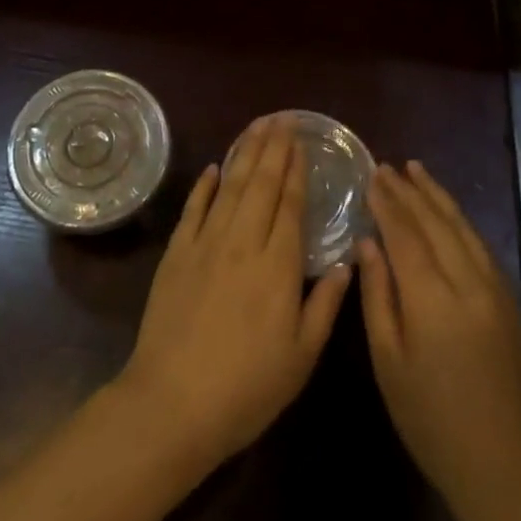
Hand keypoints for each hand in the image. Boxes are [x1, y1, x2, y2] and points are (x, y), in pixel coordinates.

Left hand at [116, 114, 354, 474]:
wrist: (174, 402)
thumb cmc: (247, 388)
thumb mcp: (301, 357)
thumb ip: (326, 305)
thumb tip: (346, 262)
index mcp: (278, 265)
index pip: (290, 204)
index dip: (296, 170)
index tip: (302, 141)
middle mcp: (243, 241)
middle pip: (262, 183)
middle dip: (274, 147)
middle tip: (283, 118)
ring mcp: (206, 243)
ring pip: (231, 186)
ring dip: (245, 152)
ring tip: (257, 126)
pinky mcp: (177, 252)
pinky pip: (194, 208)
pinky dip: (205, 184)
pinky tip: (214, 167)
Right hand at [359, 161, 520, 518]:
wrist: (499, 465)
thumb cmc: (429, 417)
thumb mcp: (388, 360)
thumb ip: (377, 295)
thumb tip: (366, 242)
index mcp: (433, 300)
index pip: (405, 235)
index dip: (387, 203)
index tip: (371, 176)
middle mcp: (467, 284)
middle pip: (435, 223)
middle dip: (409, 191)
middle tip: (387, 165)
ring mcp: (493, 290)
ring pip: (462, 228)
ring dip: (438, 197)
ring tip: (417, 170)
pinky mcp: (507, 302)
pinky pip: (480, 246)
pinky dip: (460, 220)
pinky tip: (448, 212)